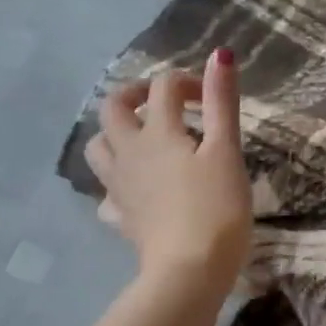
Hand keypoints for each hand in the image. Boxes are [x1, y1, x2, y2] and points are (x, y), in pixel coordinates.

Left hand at [83, 48, 252, 289]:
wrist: (189, 270)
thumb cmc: (216, 207)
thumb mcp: (226, 150)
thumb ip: (222, 102)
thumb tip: (221, 54)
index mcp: (157, 133)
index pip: (163, 87)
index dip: (188, 81)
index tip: (212, 96)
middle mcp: (129, 153)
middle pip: (112, 109)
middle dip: (136, 95)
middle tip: (166, 104)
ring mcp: (119, 186)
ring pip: (99, 147)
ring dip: (117, 134)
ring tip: (146, 140)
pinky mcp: (121, 216)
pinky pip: (108, 190)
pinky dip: (120, 181)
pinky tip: (140, 189)